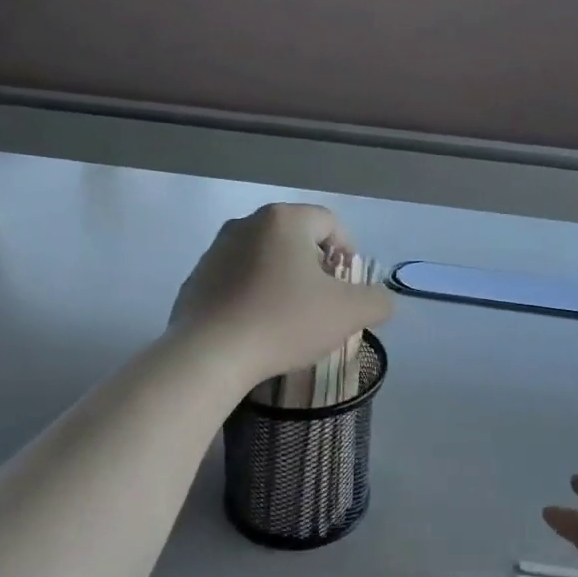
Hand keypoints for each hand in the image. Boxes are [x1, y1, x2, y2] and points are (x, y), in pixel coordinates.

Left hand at [170, 203, 393, 387]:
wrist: (209, 355)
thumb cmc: (284, 322)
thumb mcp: (348, 313)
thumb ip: (377, 300)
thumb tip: (381, 300)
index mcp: (285, 220)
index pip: (331, 223)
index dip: (348, 254)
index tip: (347, 289)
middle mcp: (247, 224)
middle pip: (297, 239)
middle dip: (315, 269)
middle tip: (323, 305)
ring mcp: (216, 250)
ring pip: (266, 259)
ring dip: (284, 282)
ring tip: (290, 319)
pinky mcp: (196, 279)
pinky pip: (238, 280)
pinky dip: (254, 296)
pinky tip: (257, 327)